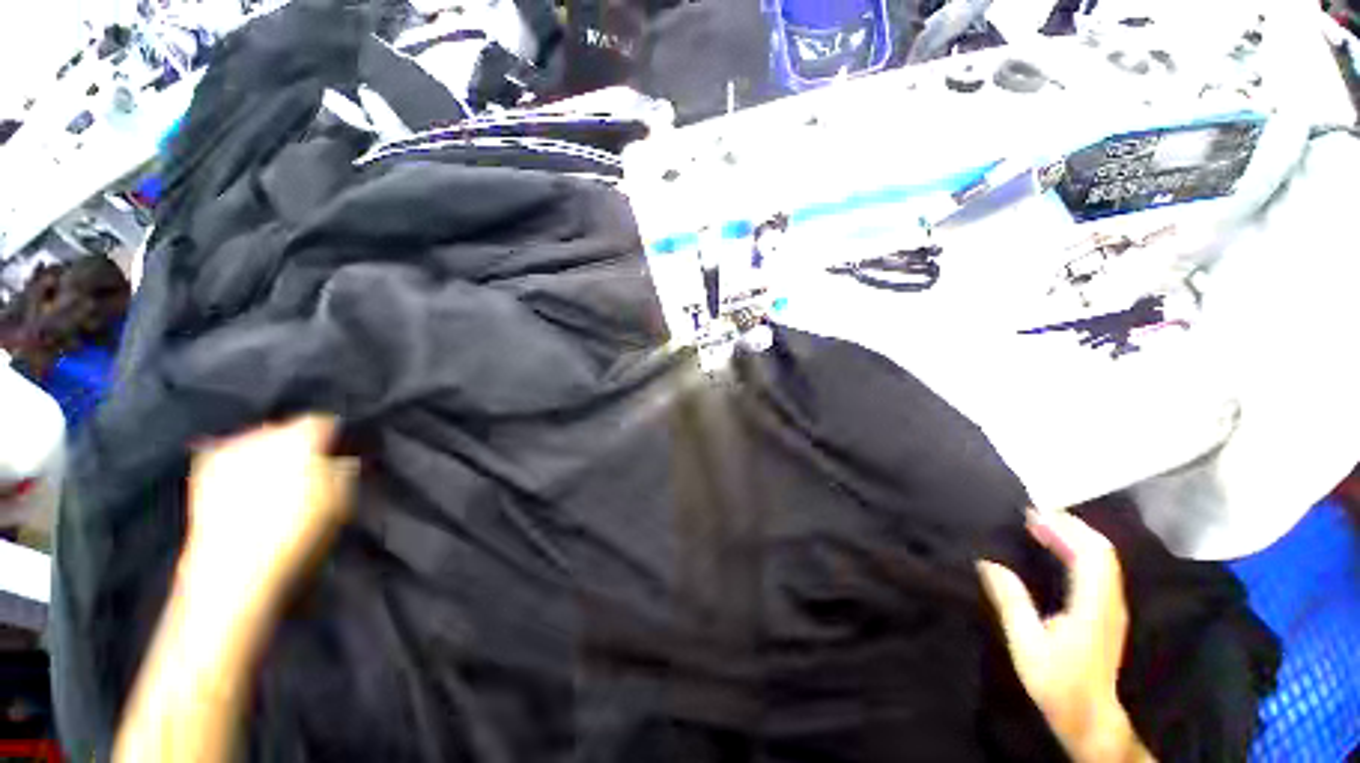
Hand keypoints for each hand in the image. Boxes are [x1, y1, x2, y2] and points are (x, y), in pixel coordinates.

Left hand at [184, 415, 354, 601]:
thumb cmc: (298, 532)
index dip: (335, 436)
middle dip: (299, 445)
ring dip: (270, 456)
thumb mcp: (341, 501)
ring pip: (258, 442)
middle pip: (287, 429)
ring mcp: (227, 452)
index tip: (341, 453)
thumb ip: (344, 470)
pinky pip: (230, 458)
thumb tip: (343, 459)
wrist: (234, 568)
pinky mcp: (202, 474)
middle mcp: (261, 435)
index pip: (323, 421)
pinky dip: (242, 467)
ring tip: (277, 483)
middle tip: (310, 471)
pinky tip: (249, 489)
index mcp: (299, 437)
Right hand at [978, 510, 1152, 762]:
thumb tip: (987, 563)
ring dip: (1074, 536)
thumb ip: (1011, 601)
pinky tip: (1056, 551)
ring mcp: (1113, 606)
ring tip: (1040, 526)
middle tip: (1032, 515)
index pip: (1091, 554)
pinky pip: (1099, 568)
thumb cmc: (1058, 683)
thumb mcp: (1026, 644)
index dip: (1063, 529)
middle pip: (1101, 550)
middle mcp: (1110, 600)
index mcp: (1094, 605)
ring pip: (1103, 558)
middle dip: (1069, 526)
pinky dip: (1078, 550)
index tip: (1030, 516)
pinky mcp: (1108, 611)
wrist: (1091, 717)